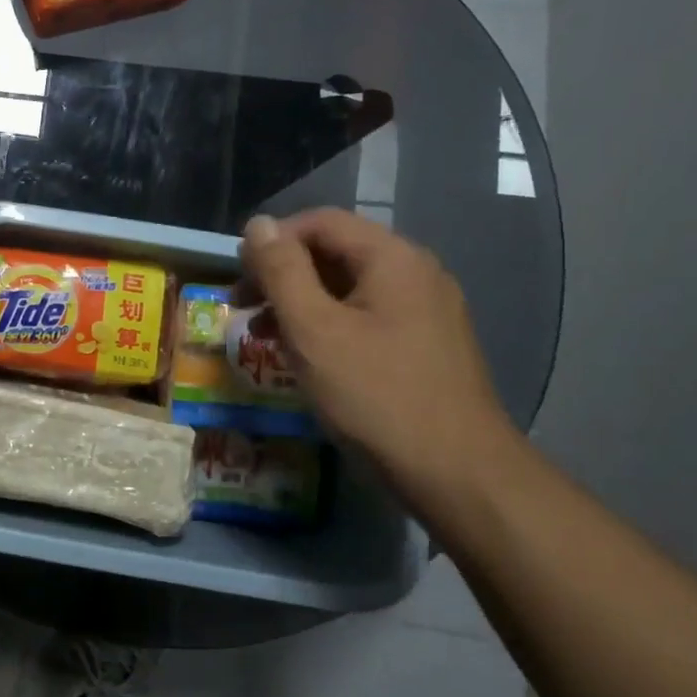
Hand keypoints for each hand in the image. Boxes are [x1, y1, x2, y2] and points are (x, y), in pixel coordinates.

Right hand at [239, 210, 520, 499]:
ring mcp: (427, 310)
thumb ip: (281, 271)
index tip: (238, 279)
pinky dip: (330, 325)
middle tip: (244, 309)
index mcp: (392, 258)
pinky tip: (309, 358)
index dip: (272, 241)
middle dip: (283, 275)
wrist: (457, 474)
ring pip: (349, 287)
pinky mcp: (427, 344)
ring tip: (267, 337)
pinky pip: (368, 316)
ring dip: (302, 303)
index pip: (320, 222)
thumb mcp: (313, 329)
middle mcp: (416, 272)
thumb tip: (258, 224)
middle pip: (336, 251)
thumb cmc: (376, 395)